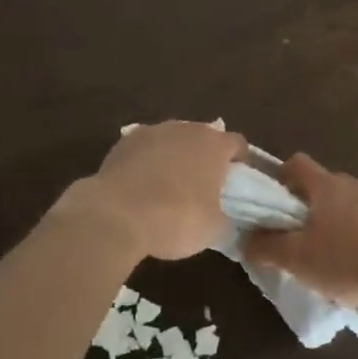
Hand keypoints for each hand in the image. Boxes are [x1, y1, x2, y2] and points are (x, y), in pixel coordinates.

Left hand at [81, 121, 245, 261]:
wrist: (117, 214)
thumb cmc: (176, 218)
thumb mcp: (214, 229)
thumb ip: (226, 218)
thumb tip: (225, 218)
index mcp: (214, 145)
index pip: (237, 144)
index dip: (240, 161)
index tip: (238, 180)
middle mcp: (185, 129)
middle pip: (203, 137)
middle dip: (205, 157)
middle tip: (204, 185)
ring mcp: (152, 131)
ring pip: (172, 140)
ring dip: (174, 157)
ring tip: (169, 185)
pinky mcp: (124, 142)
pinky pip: (144, 149)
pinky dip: (147, 162)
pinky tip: (141, 185)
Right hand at [239, 155, 357, 317]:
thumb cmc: (351, 263)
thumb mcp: (300, 261)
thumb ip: (268, 247)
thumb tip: (245, 238)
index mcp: (327, 186)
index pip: (297, 164)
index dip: (282, 178)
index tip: (276, 203)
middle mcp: (357, 184)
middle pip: (327, 187)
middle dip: (315, 209)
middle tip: (307, 240)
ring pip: (357, 205)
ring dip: (347, 224)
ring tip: (344, 260)